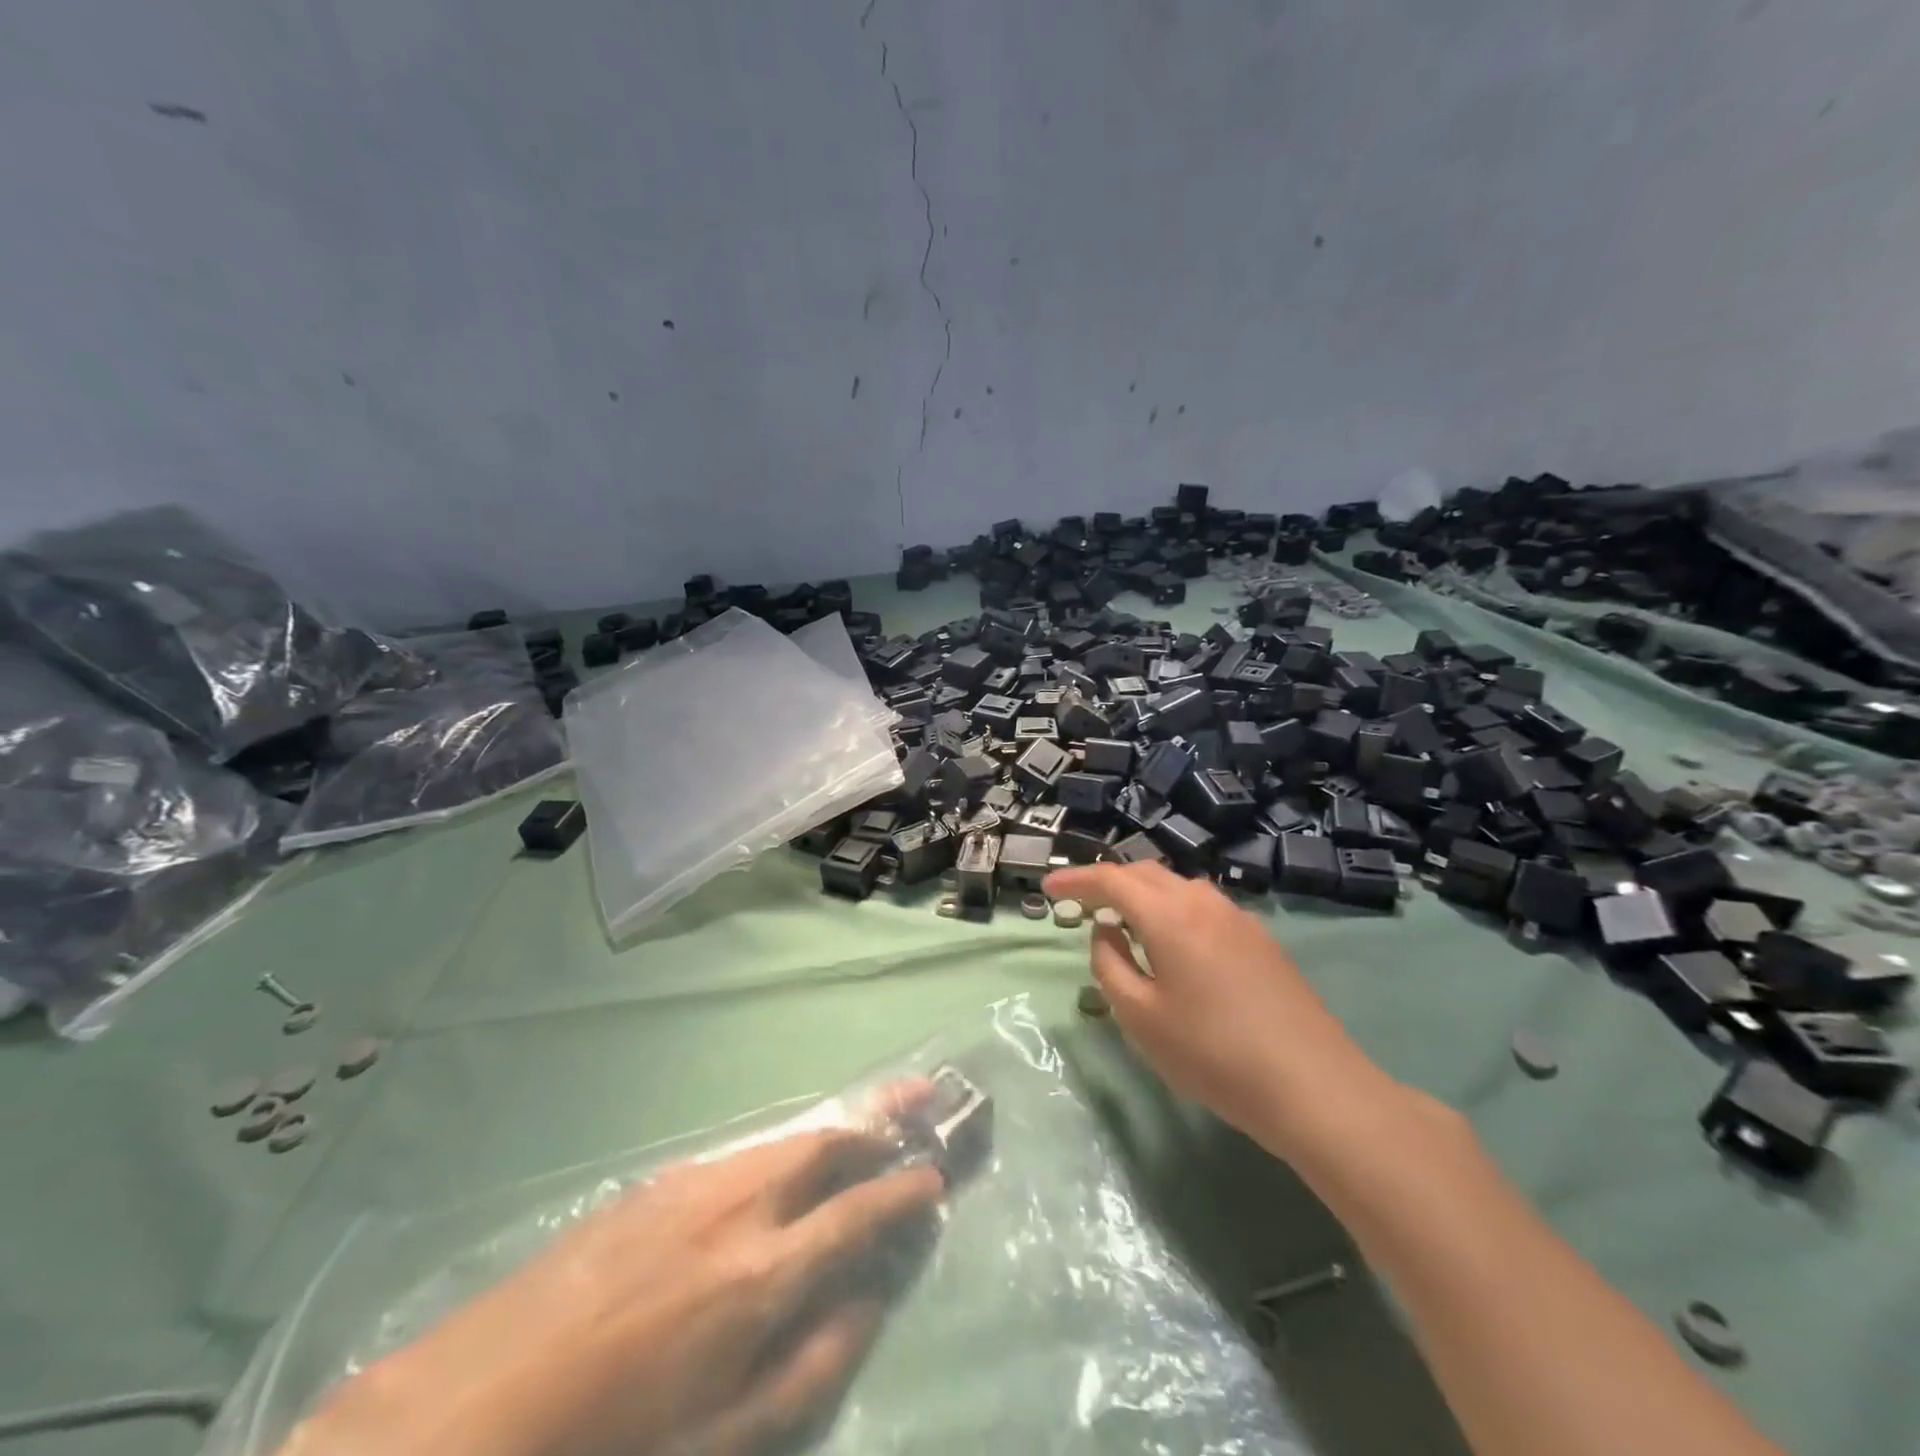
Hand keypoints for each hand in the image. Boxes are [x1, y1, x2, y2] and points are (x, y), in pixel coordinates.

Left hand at [287, 1088, 944, 1455]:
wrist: (467, 1418)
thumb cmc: (610, 1450)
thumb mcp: (726, 1441)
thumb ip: (813, 1363)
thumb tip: (871, 1299)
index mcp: (762, 1273)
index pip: (859, 1211)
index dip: (906, 1190)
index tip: (937, 1176)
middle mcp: (738, 1205)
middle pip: (827, 1142)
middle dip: (882, 1116)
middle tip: (923, 1096)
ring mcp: (693, 1184)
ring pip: (786, 1138)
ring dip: (836, 1127)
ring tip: (871, 1120)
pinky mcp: (655, 1184)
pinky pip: (743, 1153)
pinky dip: (784, 1149)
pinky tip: (786, 1167)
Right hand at [1043, 860, 1396, 1160]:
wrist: (1313, 1086)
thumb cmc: (1213, 1054)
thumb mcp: (1141, 1018)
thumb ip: (1109, 967)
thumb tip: (1106, 933)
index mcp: (1169, 916)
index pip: (1111, 880)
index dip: (1076, 879)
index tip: (1047, 886)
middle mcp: (1203, 903)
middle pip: (1146, 874)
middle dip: (1109, 882)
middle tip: (1082, 904)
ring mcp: (1238, 918)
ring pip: (1178, 887)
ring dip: (1143, 894)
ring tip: (1125, 923)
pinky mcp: (1261, 940)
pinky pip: (1203, 907)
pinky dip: (1173, 910)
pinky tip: (1173, 945)